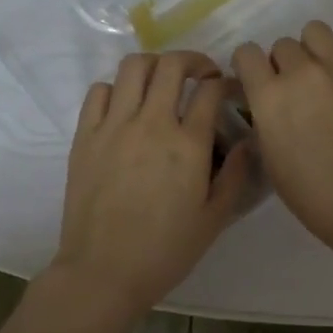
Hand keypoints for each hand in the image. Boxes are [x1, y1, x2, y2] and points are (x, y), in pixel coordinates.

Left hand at [51, 51, 251, 316]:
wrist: (104, 271)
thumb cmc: (166, 250)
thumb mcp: (215, 218)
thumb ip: (235, 175)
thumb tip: (247, 141)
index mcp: (188, 144)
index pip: (210, 90)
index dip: (225, 82)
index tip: (229, 90)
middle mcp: (151, 123)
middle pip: (171, 65)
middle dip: (193, 61)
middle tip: (201, 75)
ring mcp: (113, 126)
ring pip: (133, 68)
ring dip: (154, 66)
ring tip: (163, 82)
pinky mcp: (85, 136)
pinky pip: (98, 91)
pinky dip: (116, 88)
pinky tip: (126, 106)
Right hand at [232, 22, 332, 257]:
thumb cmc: (313, 195)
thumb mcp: (270, 156)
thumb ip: (264, 116)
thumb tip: (266, 97)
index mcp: (270, 96)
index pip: (247, 53)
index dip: (250, 68)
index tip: (259, 82)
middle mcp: (302, 72)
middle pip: (283, 45)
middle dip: (284, 65)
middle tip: (298, 92)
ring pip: (316, 33)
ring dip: (312, 51)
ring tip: (323, 79)